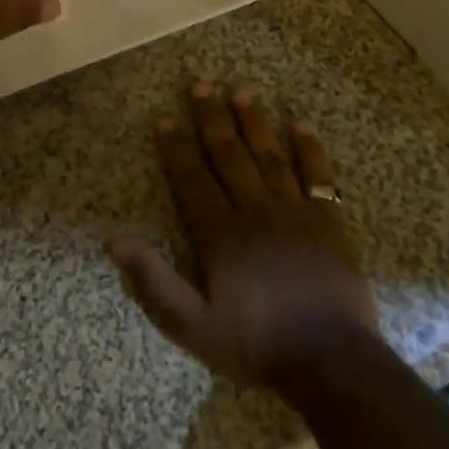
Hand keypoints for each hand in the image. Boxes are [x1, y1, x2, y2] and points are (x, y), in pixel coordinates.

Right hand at [111, 80, 381, 390]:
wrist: (334, 365)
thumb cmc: (258, 344)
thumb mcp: (193, 325)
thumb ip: (154, 282)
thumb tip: (114, 240)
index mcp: (221, 233)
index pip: (192, 178)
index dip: (176, 147)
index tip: (165, 118)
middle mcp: (255, 211)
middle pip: (229, 156)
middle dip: (212, 118)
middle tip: (201, 83)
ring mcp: (296, 213)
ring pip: (269, 156)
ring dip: (254, 121)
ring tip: (242, 89)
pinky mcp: (329, 223)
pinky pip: (318, 177)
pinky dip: (310, 150)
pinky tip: (300, 125)